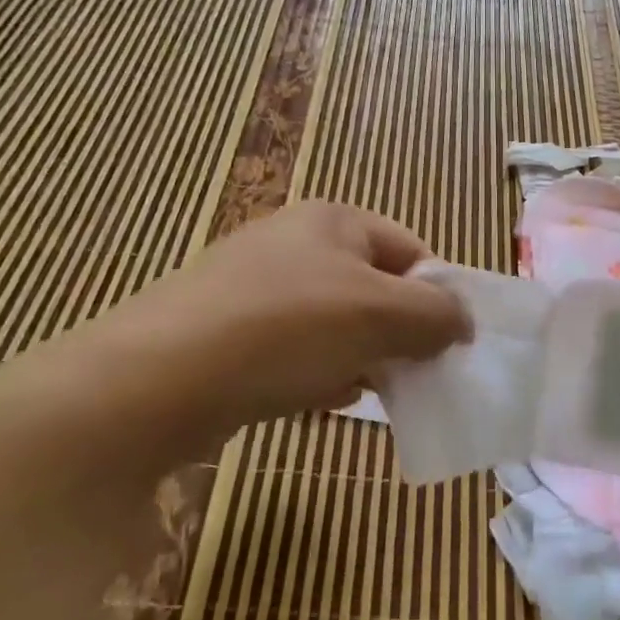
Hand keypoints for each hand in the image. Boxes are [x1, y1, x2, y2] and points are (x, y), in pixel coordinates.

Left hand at [107, 202, 471, 444]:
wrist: (157, 378)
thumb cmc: (286, 329)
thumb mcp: (378, 315)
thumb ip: (434, 314)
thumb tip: (462, 322)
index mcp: (334, 220)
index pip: (410, 249)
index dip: (437, 294)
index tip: (449, 344)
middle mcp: (294, 242)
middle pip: (372, 287)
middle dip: (397, 332)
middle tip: (412, 374)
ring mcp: (255, 286)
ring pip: (334, 322)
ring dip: (359, 356)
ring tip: (367, 391)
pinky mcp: (228, 329)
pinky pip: (293, 348)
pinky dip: (315, 371)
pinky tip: (318, 399)